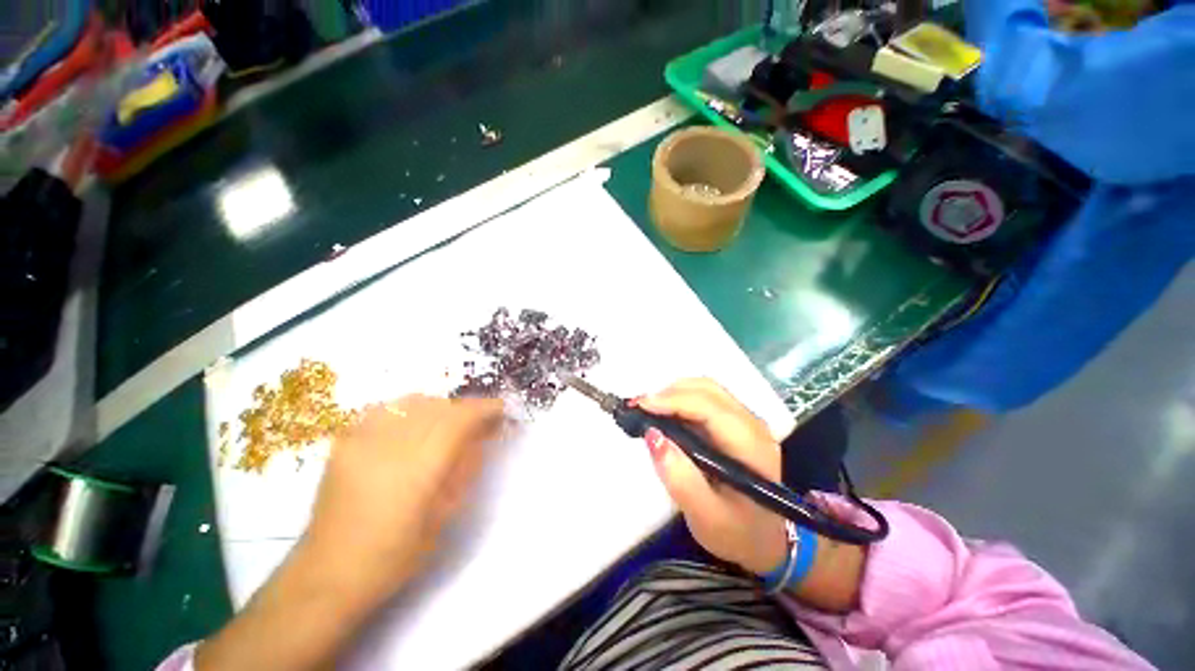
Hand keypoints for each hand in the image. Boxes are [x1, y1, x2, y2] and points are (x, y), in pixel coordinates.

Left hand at [196, 395, 505, 670]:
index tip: (500, 409)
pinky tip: (412, 426)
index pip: (459, 420)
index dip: (483, 409)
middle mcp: (389, 446)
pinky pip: (385, 409)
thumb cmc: (395, 555)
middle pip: (439, 407)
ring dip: (439, 408)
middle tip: (478, 422)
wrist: (328, 574)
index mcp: (418, 470)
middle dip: (465, 409)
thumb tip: (481, 436)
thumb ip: (464, 468)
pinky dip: (408, 410)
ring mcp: (361, 440)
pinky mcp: (344, 442)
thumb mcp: (444, 515)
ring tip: (447, 424)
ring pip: (413, 402)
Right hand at [637, 379, 787, 575]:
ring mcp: (747, 421)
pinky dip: (680, 400)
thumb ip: (679, 478)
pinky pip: (706, 399)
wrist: (764, 541)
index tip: (639, 406)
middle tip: (638, 409)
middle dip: (669, 393)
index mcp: (752, 448)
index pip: (710, 408)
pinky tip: (664, 415)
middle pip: (708, 390)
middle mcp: (753, 425)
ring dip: (673, 394)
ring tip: (647, 411)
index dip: (673, 400)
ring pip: (706, 389)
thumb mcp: (705, 516)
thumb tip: (652, 435)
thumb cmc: (736, 533)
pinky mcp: (737, 423)